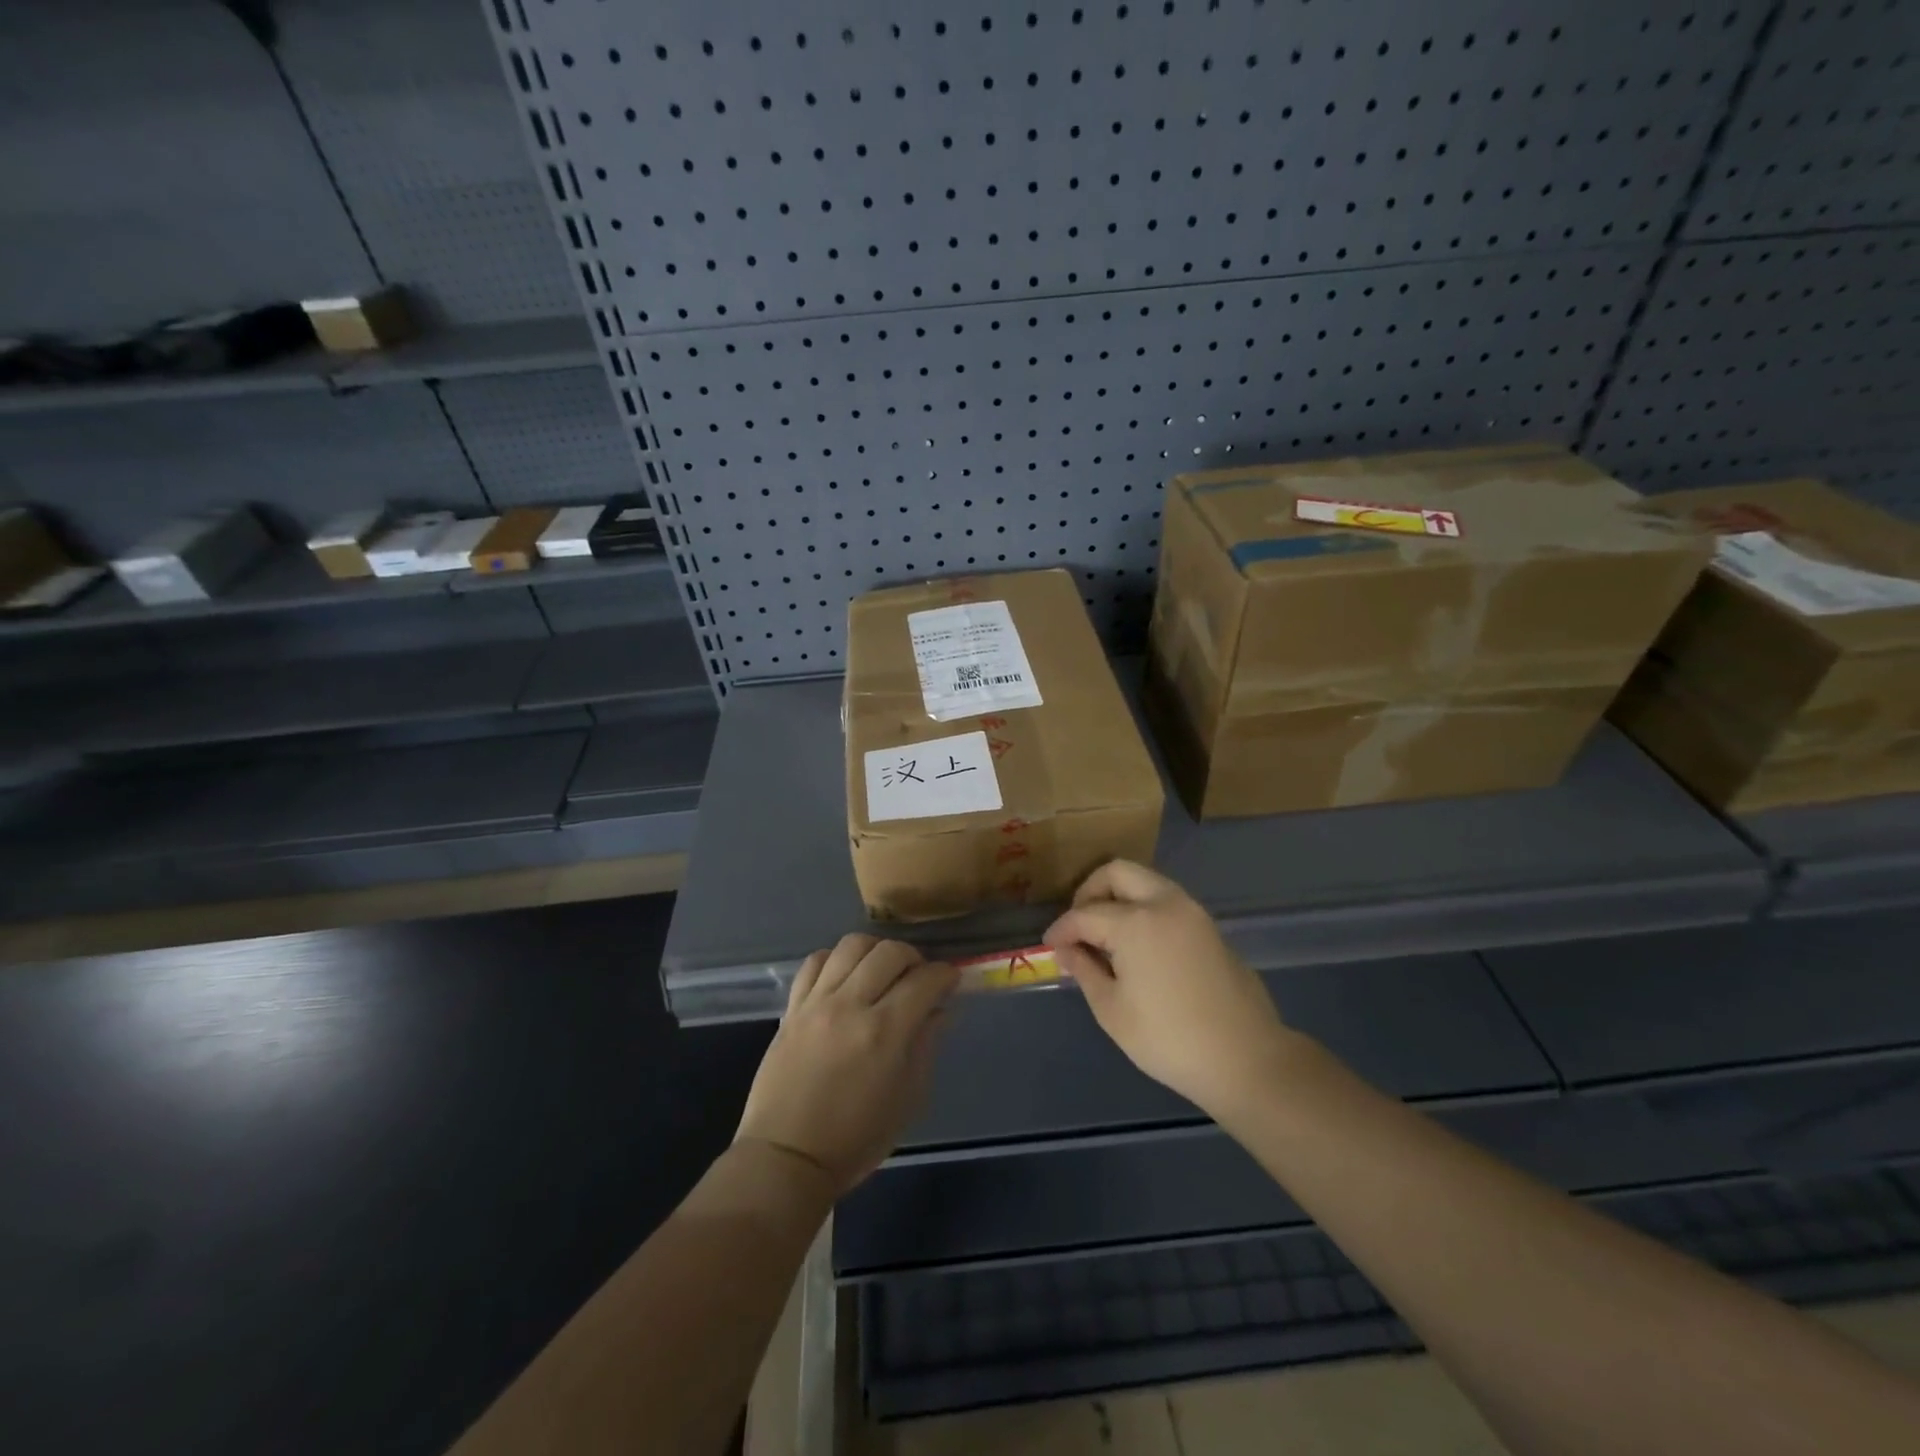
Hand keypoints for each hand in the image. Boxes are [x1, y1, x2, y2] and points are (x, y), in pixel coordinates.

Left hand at [735, 935, 958, 1196]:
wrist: (787, 1158)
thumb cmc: (856, 1139)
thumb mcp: (908, 1099)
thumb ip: (926, 1046)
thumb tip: (940, 1010)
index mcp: (885, 1033)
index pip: (924, 980)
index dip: (945, 975)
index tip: (950, 980)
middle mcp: (850, 1006)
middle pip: (889, 952)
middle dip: (913, 958)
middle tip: (918, 977)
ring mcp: (817, 1003)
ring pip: (851, 945)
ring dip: (875, 951)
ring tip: (881, 971)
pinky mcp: (792, 1007)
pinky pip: (815, 962)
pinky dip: (835, 960)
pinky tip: (845, 977)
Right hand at [1045, 860, 1294, 1120]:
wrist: (1246, 1058)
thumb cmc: (1169, 1039)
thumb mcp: (1112, 1010)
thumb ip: (1084, 969)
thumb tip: (1066, 949)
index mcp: (1135, 921)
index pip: (1085, 913)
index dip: (1061, 929)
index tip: (1049, 945)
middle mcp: (1164, 903)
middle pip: (1117, 872)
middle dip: (1090, 891)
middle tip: (1079, 925)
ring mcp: (1192, 911)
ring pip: (1145, 881)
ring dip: (1119, 896)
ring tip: (1105, 935)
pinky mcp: (1209, 926)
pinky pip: (1166, 900)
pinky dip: (1143, 908)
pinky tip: (1136, 944)